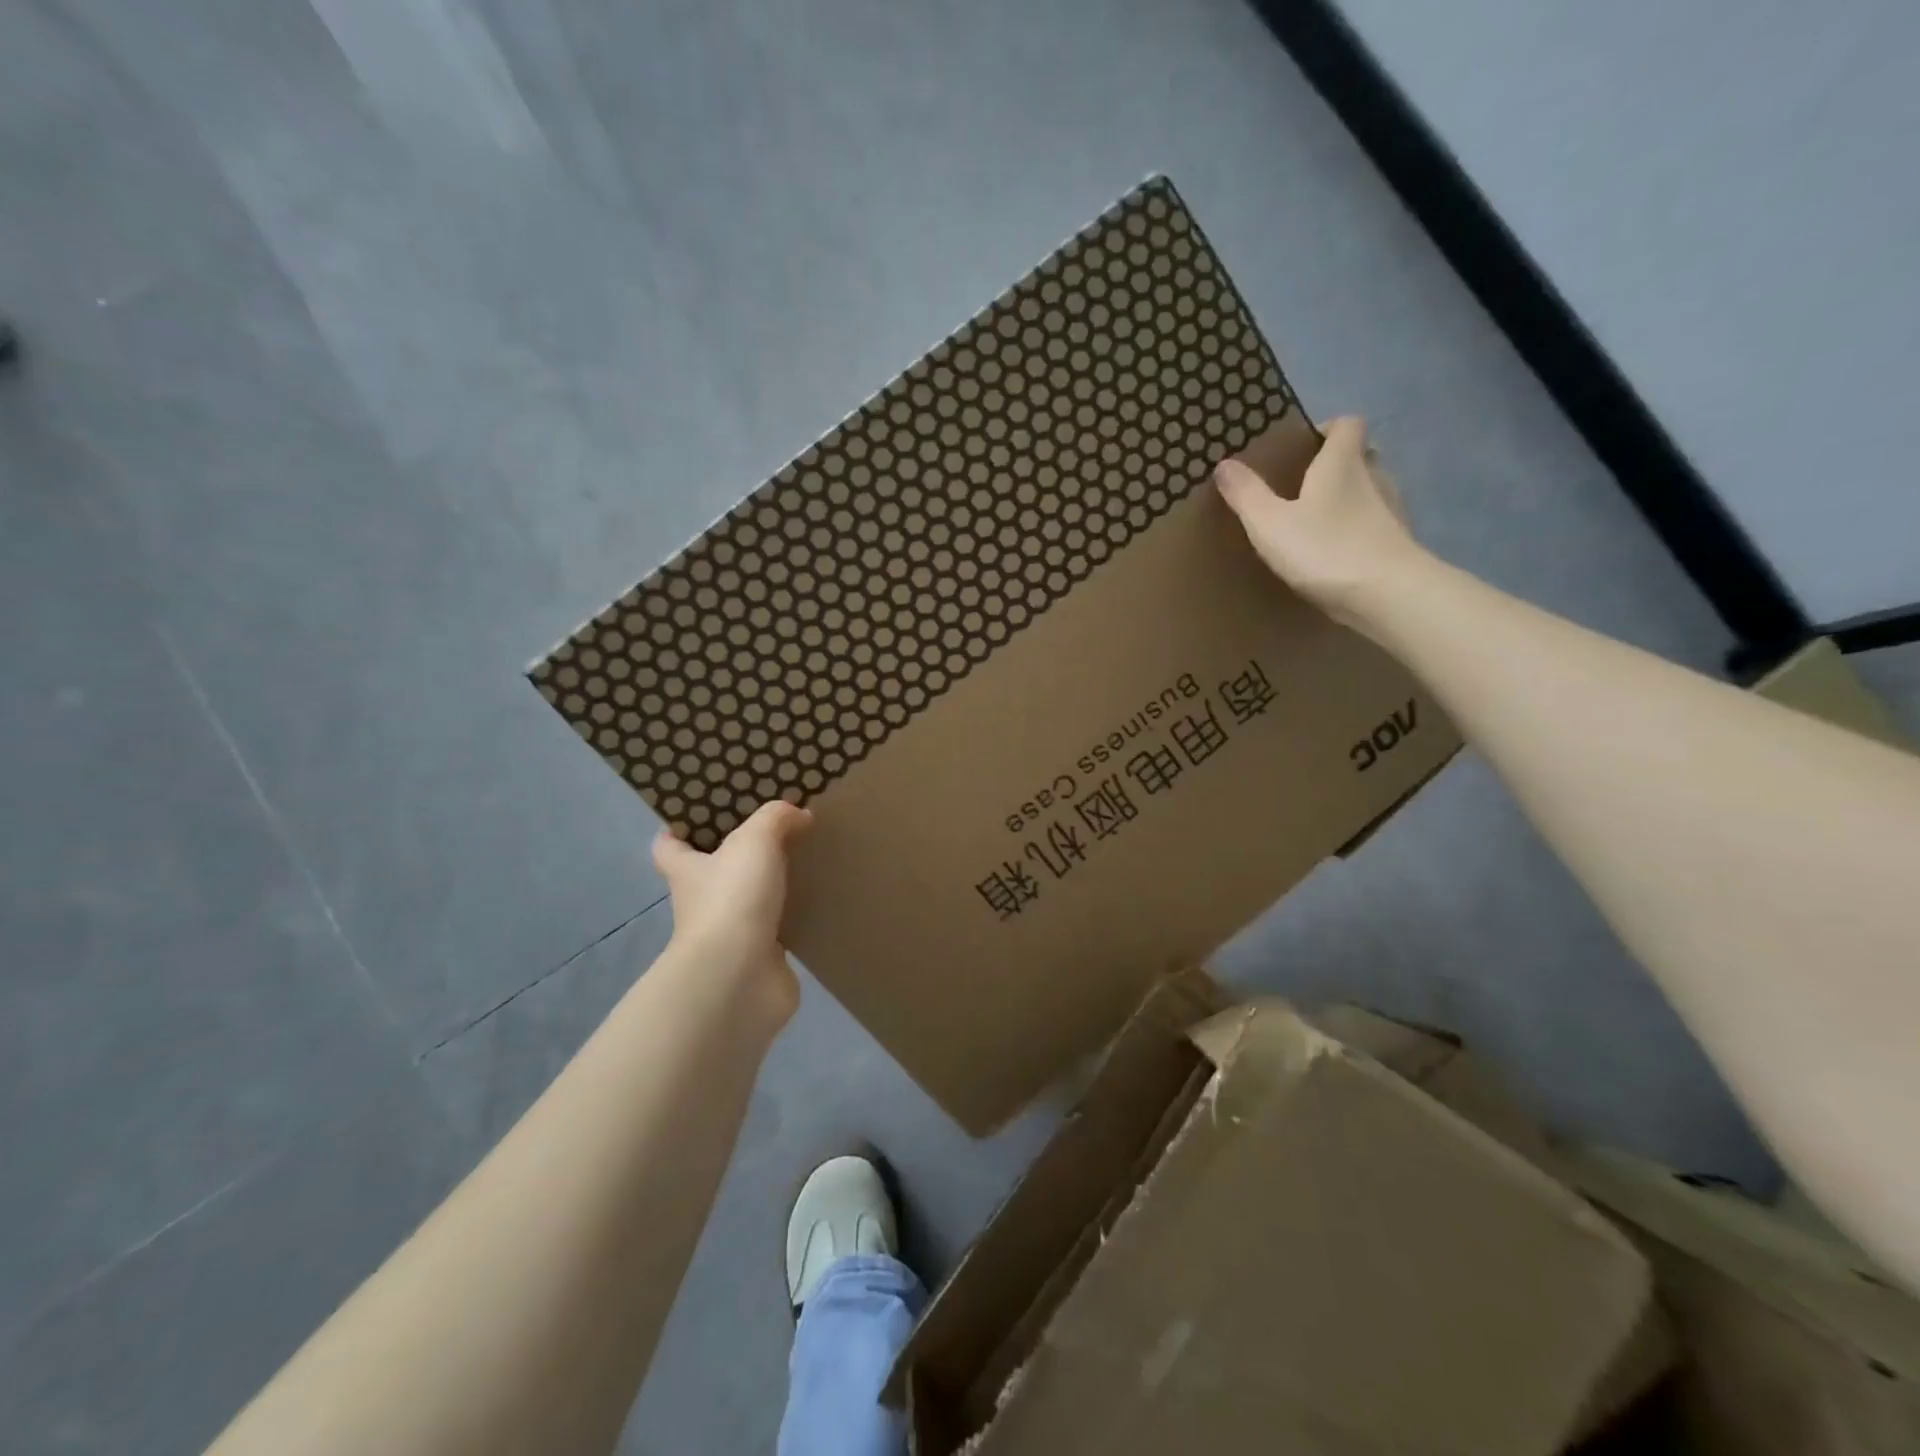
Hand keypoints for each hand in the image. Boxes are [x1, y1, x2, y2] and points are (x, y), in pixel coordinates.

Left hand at [652, 801, 812, 1018]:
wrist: (740, 977)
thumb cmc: (732, 899)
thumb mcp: (754, 841)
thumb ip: (776, 818)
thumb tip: (799, 814)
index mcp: (687, 870)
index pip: (668, 846)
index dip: (679, 829)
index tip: (705, 814)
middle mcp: (702, 901)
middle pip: (713, 871)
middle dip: (739, 854)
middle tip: (775, 829)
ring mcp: (730, 932)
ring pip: (749, 899)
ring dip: (772, 885)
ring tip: (806, 859)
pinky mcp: (760, 956)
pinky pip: (779, 927)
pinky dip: (795, 915)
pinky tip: (821, 897)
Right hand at [1215, 416, 1423, 628]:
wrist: (1387, 595)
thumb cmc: (1325, 549)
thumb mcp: (1270, 523)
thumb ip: (1247, 494)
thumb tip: (1224, 463)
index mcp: (1342, 462)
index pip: (1346, 425)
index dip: (1326, 429)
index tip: (1301, 447)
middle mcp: (1373, 476)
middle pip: (1359, 456)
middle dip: (1334, 465)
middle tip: (1301, 486)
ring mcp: (1390, 511)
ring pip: (1368, 491)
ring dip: (1346, 499)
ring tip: (1314, 522)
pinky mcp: (1396, 543)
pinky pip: (1373, 525)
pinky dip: (1355, 530)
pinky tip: (1334, 553)